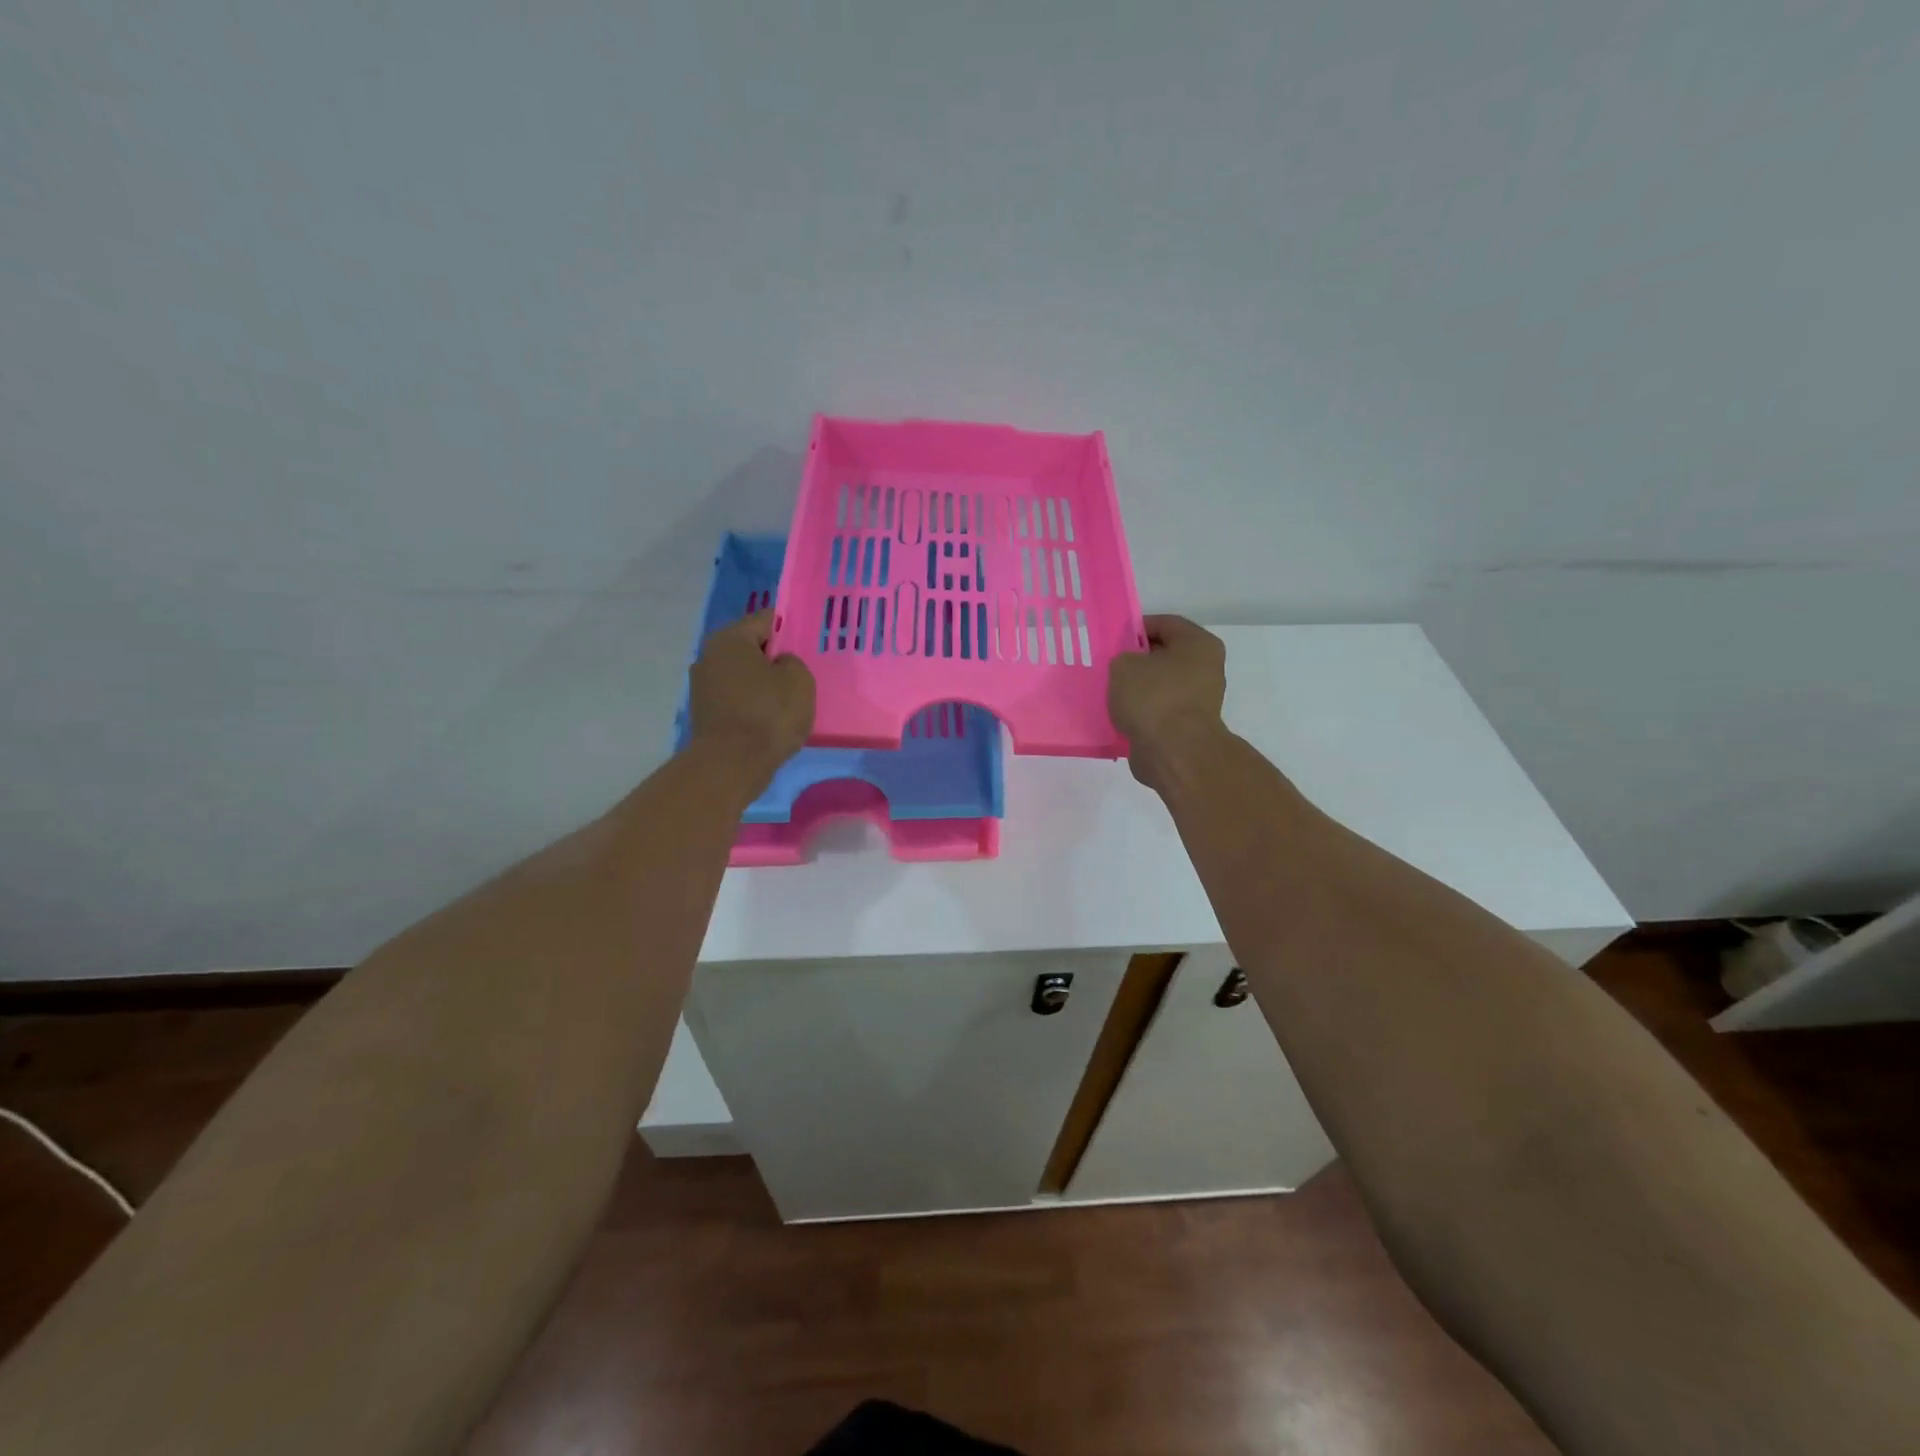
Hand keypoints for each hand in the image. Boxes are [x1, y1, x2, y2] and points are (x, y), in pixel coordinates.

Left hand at [689, 610, 815, 782]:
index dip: (788, 629)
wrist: (732, 764)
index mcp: (730, 638)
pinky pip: (736, 699)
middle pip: (750, 648)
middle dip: (773, 658)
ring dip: (762, 684)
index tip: (806, 645)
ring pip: (742, 675)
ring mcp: (702, 687)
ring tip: (787, 700)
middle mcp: (709, 656)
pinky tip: (769, 719)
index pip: (765, 620)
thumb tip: (778, 665)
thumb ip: (792, 662)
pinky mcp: (704, 714)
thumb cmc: (768, 713)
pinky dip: (752, 705)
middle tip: (799, 674)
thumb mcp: (799, 679)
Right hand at [1108, 615, 1227, 787]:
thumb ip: (1123, 657)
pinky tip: (1119, 714)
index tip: (1112, 638)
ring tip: (1109, 691)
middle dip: (1136, 659)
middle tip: (1107, 664)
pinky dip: (1141, 712)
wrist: (1174, 753)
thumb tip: (1129, 668)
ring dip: (1137, 688)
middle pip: (1164, 655)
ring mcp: (1198, 700)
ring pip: (1160, 685)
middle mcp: (1205, 669)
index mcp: (1198, 644)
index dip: (1136, 627)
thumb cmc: (1153, 698)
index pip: (1164, 623)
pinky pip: (1158, 711)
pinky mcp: (1186, 727)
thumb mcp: (1124, 665)